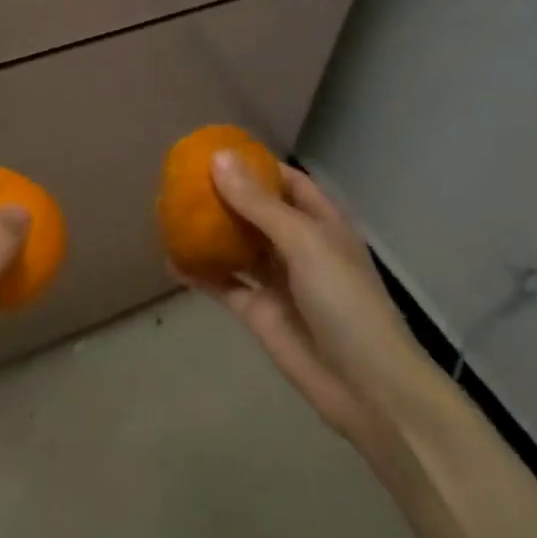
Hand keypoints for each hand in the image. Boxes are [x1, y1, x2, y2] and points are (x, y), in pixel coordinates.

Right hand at [192, 155, 428, 446]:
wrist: (366, 386)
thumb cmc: (344, 300)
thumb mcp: (303, 242)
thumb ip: (258, 203)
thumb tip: (218, 158)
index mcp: (321, 222)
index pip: (287, 182)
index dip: (256, 165)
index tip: (216, 151)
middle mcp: (299, 246)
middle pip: (258, 212)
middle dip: (225, 196)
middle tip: (182, 180)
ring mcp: (278, 280)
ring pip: (238, 247)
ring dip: (210, 232)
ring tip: (171, 212)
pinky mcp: (259, 312)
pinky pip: (224, 284)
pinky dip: (200, 273)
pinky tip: (170, 259)